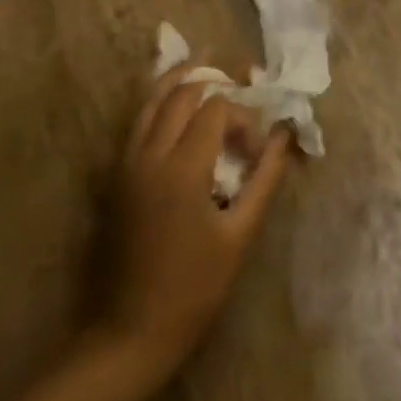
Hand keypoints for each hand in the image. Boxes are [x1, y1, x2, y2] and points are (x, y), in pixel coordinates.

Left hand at [103, 65, 292, 382]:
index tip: (257, 147)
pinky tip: (177, 104)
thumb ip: (265, 178)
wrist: (129, 333)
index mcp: (182, 170)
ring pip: (151, 101)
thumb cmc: (194, 288)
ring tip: (208, 68)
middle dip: (215, 83)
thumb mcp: (240, 234)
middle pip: (182, 93)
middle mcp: (149, 156)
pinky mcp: (115, 178)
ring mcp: (125, 165)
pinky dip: (159, 103)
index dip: (243, 116)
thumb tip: (285, 137)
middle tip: (242, 85)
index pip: (216, 109)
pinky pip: (137, 123)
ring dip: (181, 81)